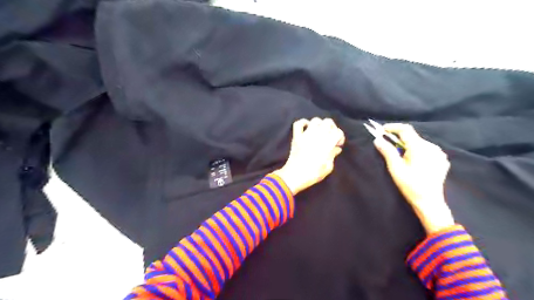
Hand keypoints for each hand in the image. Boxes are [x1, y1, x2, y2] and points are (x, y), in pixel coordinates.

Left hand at [275, 119, 345, 195]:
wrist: (294, 176)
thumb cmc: (313, 174)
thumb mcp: (328, 167)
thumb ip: (333, 155)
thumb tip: (336, 148)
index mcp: (327, 143)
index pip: (338, 132)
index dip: (340, 137)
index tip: (337, 145)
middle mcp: (317, 136)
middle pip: (328, 122)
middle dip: (332, 128)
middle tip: (330, 136)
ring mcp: (305, 135)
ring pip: (315, 120)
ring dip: (320, 124)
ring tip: (320, 132)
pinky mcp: (296, 137)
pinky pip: (298, 123)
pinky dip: (303, 123)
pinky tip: (307, 128)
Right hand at [375, 124, 453, 233]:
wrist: (429, 202)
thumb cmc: (410, 185)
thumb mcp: (395, 168)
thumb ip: (387, 151)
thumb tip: (378, 139)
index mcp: (419, 147)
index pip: (405, 129)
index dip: (392, 127)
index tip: (382, 130)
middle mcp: (431, 147)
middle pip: (412, 136)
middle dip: (399, 138)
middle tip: (388, 145)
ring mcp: (439, 153)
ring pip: (420, 143)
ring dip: (408, 145)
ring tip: (400, 155)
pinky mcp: (441, 160)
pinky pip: (427, 149)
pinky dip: (417, 150)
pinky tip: (413, 161)